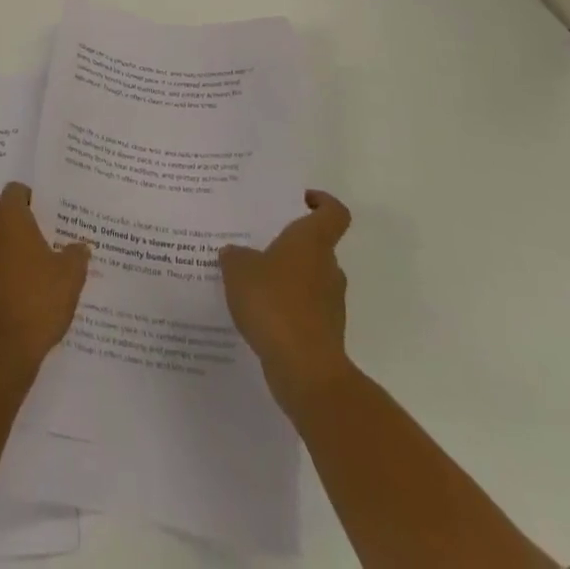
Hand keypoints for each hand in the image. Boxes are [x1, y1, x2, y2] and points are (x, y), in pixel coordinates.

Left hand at [0, 182, 91, 380]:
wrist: (2, 350)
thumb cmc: (38, 302)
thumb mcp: (70, 278)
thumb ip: (76, 256)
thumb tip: (81, 246)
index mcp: (10, 221)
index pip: (12, 191)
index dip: (24, 196)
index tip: (39, 209)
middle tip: (15, 222)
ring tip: (20, 259)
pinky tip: (13, 285)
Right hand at [219, 189, 353, 413]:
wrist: (305, 370)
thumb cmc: (274, 303)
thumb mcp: (239, 270)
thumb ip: (235, 256)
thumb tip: (236, 253)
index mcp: (312, 242)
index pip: (333, 213)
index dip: (322, 202)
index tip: (301, 199)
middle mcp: (328, 268)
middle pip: (316, 247)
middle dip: (290, 246)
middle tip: (258, 245)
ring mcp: (330, 304)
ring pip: (309, 280)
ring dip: (286, 280)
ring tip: (251, 283)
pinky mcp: (325, 334)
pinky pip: (304, 311)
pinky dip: (286, 310)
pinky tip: (258, 316)